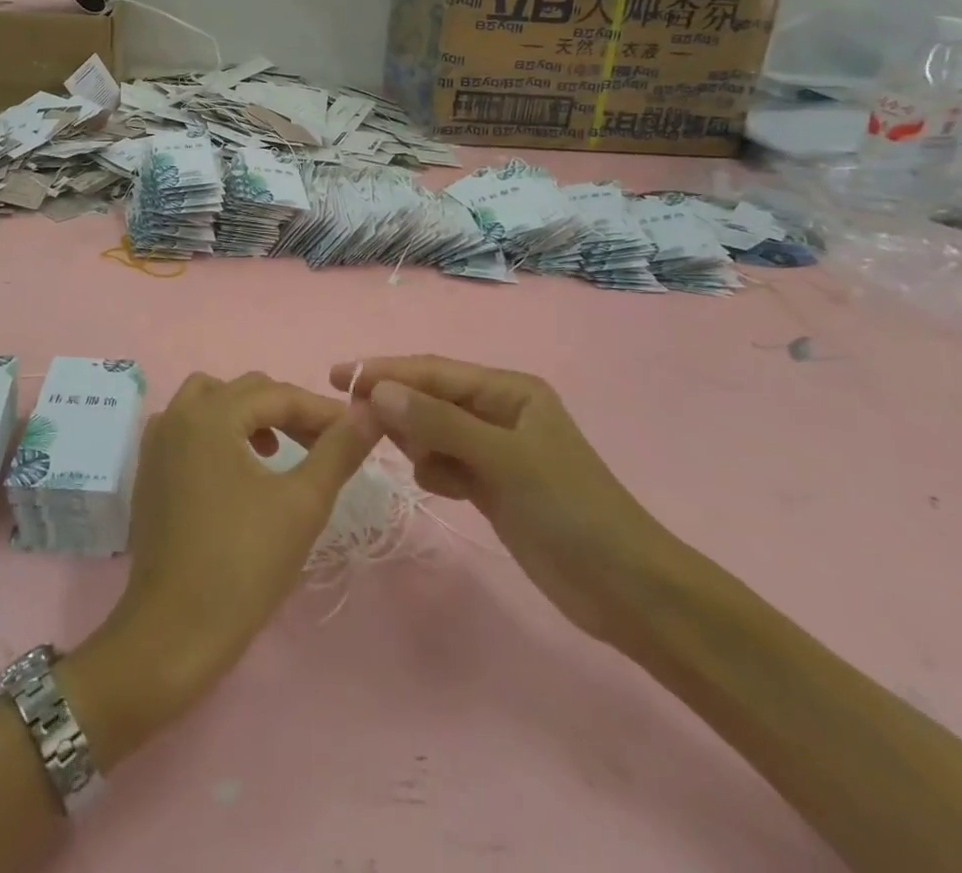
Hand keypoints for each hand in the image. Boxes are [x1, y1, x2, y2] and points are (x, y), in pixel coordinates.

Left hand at [70, 373, 378, 754]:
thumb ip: (338, 450)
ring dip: (249, 415)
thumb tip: (370, 411)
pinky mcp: (149, 469)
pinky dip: (219, 431)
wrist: (172, 632)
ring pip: (212, 402)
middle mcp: (177, 414)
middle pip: (244, 391)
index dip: (321, 410)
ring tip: (279, 449)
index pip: (278, 395)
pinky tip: (239, 467)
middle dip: (288, 410)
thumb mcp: (302, 504)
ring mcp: (157, 441)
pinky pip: (189, 427)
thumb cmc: (242, 565)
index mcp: (210, 414)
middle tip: (324, 443)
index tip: (358, 429)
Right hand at [337, 356, 673, 646]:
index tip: (335, 376)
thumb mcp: (503, 459)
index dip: (384, 371)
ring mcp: (494, 450)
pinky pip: (445, 462)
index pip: (433, 371)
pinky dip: (433, 468)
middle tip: (353, 422)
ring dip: (413, 439)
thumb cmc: (570, 511)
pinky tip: (437, 484)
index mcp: (508, 390)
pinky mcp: (491, 485)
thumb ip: (439, 422)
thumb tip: (378, 392)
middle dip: (394, 405)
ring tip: (404, 457)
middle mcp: (498, 412)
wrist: (626, 590)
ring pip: (433, 431)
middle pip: (430, 398)